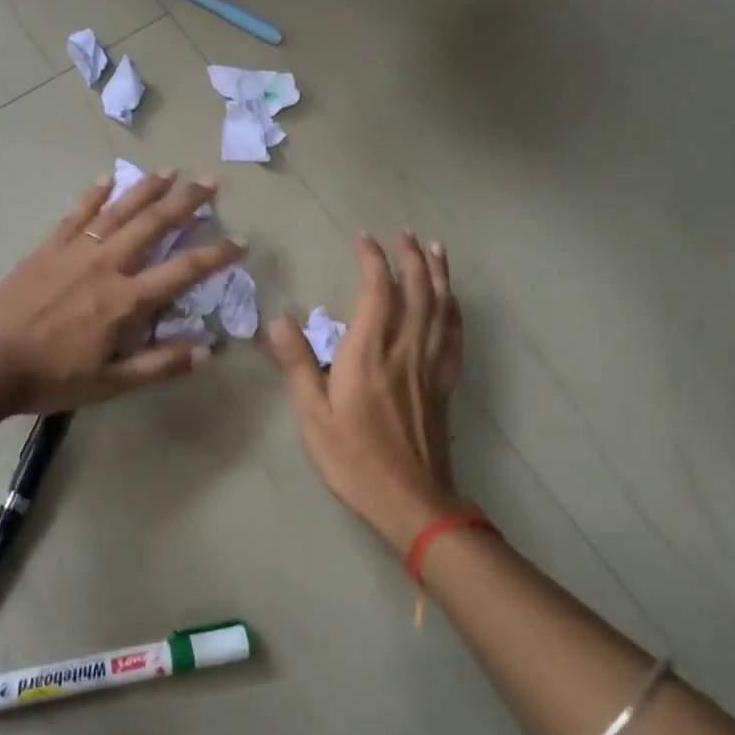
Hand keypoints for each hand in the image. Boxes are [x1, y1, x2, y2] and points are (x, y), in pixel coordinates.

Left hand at [0, 170, 244, 415]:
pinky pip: (76, 214)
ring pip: (119, 211)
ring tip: (170, 171)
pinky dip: (94, 194)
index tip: (240, 241)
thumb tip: (208, 350)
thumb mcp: (112, 383)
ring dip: (147, 189)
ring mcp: (75, 251)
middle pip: (154, 225)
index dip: (216, 255)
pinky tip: (107, 178)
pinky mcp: (48, 248)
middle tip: (210, 183)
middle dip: (186, 202)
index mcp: (127, 300)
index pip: (183, 270)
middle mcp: (107, 265)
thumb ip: (160, 365)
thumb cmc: (52, 378)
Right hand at [269, 230, 468, 549]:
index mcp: (368, 356)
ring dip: (439, 274)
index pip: (378, 294)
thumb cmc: (353, 459)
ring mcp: (430, 367)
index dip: (373, 261)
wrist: (411, 501)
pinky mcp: (444, 384)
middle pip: (417, 293)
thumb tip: (279, 320)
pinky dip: (454, 309)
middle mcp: (404, 352)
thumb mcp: (313, 417)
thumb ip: (298, 365)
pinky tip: (452, 300)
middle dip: (411, 258)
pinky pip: (454, 337)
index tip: (364, 239)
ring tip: (434, 248)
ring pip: (441, 309)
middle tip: (404, 234)